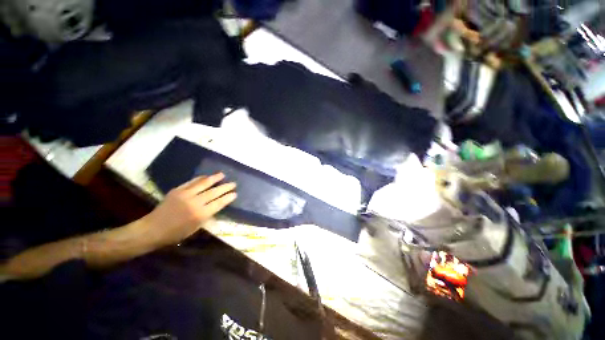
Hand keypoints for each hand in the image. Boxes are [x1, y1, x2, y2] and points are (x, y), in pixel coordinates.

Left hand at [142, 173, 236, 247]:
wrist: (152, 229)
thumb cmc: (176, 233)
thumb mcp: (195, 228)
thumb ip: (207, 216)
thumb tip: (217, 206)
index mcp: (200, 214)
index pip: (219, 203)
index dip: (228, 198)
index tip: (235, 194)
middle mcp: (195, 202)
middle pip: (214, 192)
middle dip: (225, 187)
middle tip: (233, 183)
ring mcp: (185, 194)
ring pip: (204, 183)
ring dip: (214, 178)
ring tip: (222, 174)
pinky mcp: (177, 190)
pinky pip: (192, 182)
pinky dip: (200, 178)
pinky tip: (206, 176)